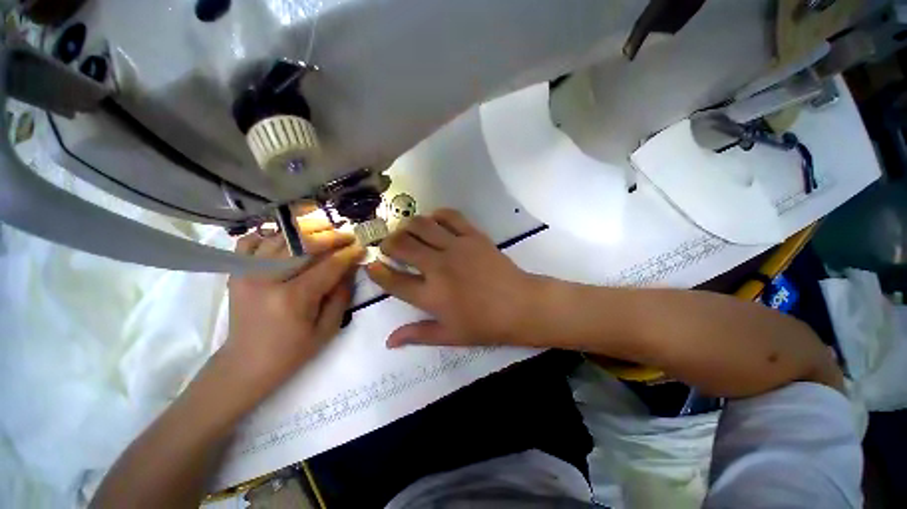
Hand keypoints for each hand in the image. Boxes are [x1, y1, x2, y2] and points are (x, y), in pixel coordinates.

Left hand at [223, 216, 363, 390]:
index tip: (361, 247)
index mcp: (293, 298)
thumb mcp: (327, 329)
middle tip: (347, 235)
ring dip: (306, 230)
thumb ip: (341, 295)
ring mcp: (246, 273)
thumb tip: (351, 268)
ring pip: (280, 237)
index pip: (328, 266)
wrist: (246, 363)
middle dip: (331, 237)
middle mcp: (266, 279)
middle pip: (303, 244)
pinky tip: (288, 238)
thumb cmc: (292, 351)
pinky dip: (270, 234)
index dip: (348, 254)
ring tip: (325, 229)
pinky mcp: (236, 272)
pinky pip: (251, 240)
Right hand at [365, 209, 537, 347]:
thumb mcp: (449, 335)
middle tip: (390, 246)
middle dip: (388, 243)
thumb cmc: (485, 325)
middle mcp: (438, 267)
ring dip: (407, 226)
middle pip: (402, 245)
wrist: (520, 305)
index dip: (377, 272)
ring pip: (421, 225)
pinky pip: (450, 216)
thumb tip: (389, 341)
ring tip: (407, 232)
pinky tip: (434, 221)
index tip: (372, 265)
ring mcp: (456, 247)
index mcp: (431, 295)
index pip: (393, 281)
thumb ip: (417, 335)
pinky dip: (437, 215)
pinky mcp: (473, 235)